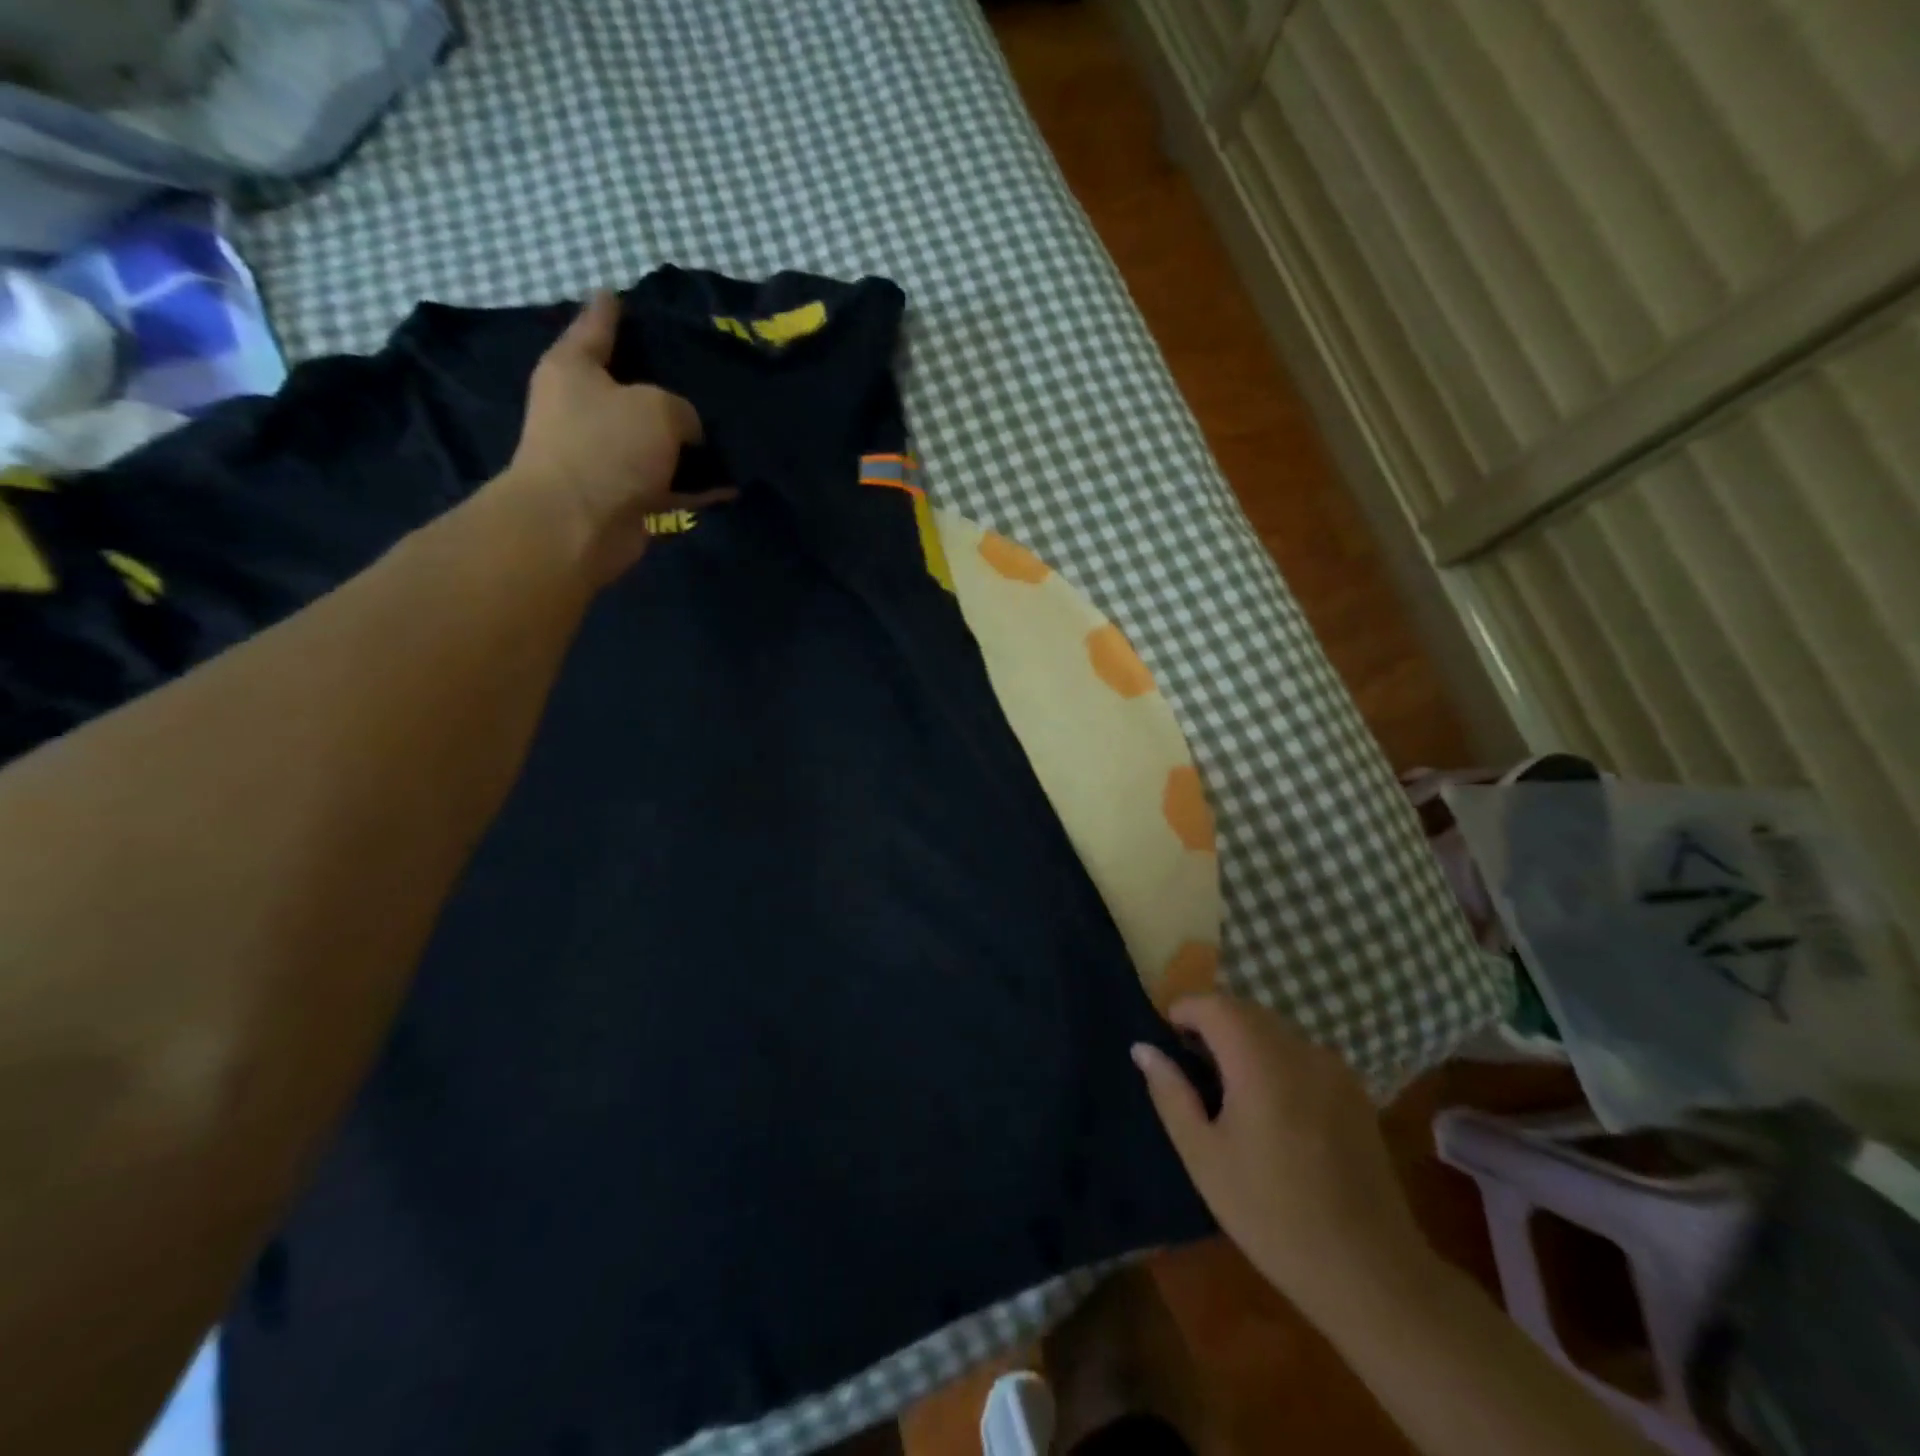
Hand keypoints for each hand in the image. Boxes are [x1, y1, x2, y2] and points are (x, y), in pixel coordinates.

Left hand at [503, 290, 734, 577]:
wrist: (578, 524)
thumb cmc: (607, 447)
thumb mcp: (657, 407)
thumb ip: (681, 409)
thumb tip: (687, 432)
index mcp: (575, 369)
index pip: (596, 326)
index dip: (612, 310)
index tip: (622, 293)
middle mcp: (584, 409)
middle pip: (629, 387)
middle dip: (662, 381)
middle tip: (702, 371)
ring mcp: (604, 456)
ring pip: (654, 440)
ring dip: (686, 442)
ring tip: (727, 431)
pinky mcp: (625, 496)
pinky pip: (670, 484)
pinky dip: (697, 486)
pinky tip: (731, 485)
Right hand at [1132, 994, 1436, 1324]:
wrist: (1370, 1272)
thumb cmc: (1271, 1214)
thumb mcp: (1204, 1157)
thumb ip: (1171, 1093)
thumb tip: (1144, 1048)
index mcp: (1259, 1061)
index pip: (1213, 1004)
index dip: (1183, 1012)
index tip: (1166, 1042)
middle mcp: (1300, 1050)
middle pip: (1245, 1010)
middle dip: (1212, 1024)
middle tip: (1190, 1066)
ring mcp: (1333, 1068)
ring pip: (1275, 1029)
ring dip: (1244, 1040)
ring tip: (1228, 1089)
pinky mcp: (1355, 1091)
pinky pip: (1302, 1053)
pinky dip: (1276, 1058)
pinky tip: (1272, 1108)